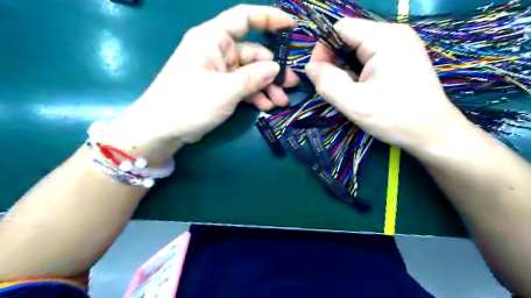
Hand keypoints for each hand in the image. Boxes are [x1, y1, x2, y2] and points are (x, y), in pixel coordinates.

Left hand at [105, 5, 298, 161]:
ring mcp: (219, 71)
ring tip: (281, 102)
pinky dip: (254, 95)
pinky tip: (265, 107)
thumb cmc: (189, 103)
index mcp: (213, 38)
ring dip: (267, 87)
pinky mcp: (220, 87)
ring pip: (250, 73)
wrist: (162, 129)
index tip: (292, 27)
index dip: (269, 18)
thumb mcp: (225, 90)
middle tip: (291, 86)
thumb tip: (276, 68)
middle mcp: (217, 51)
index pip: (244, 18)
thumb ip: (253, 77)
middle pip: (253, 53)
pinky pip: (242, 86)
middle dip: (273, 71)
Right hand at [305, 18, 470, 155]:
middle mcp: (393, 35)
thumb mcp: (354, 103)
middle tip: (334, 89)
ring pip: (357, 50)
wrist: (432, 133)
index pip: (340, 28)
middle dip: (335, 62)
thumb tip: (309, 67)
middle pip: (349, 38)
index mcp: (384, 38)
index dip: (323, 50)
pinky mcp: (400, 59)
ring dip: (345, 70)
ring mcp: (399, 46)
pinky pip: (368, 58)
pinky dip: (357, 73)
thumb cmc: (394, 117)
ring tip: (349, 92)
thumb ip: (327, 83)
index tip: (319, 76)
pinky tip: (361, 90)